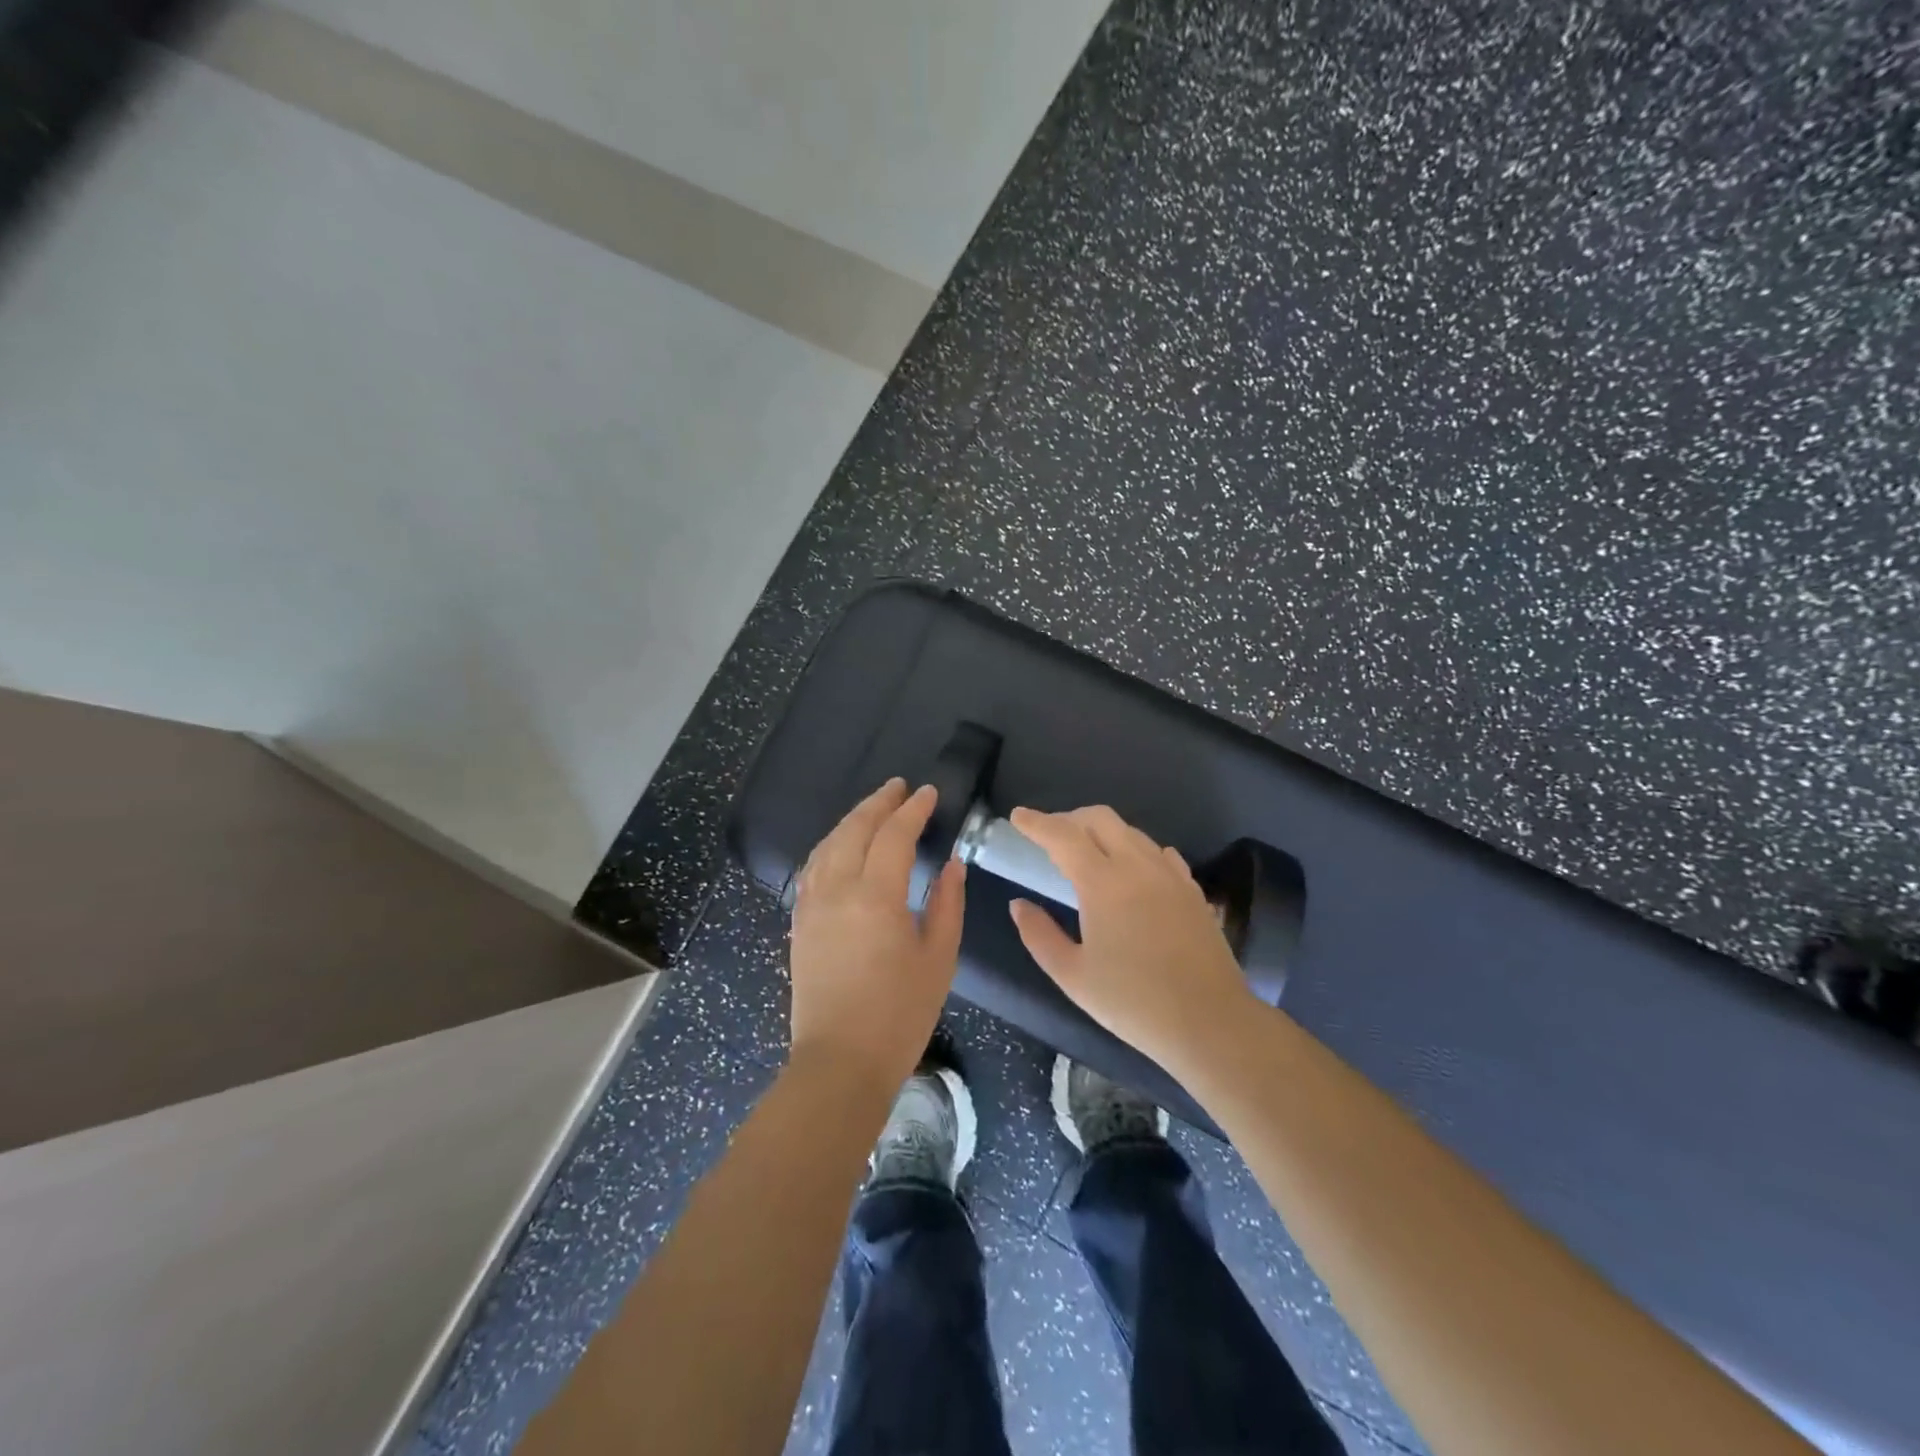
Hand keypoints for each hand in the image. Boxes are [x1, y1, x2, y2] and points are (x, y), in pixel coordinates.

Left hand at [788, 779, 965, 1094]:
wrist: (839, 1062)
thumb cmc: (899, 1014)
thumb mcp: (938, 958)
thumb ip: (947, 903)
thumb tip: (950, 864)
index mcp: (876, 896)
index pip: (894, 835)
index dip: (913, 810)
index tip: (929, 793)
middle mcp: (837, 889)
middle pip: (855, 829)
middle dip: (879, 803)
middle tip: (900, 787)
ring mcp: (812, 905)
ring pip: (828, 844)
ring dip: (852, 819)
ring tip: (873, 808)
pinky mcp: (799, 922)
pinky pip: (812, 867)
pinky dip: (830, 844)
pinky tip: (840, 845)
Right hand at [1007, 805, 1255, 1074]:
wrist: (1210, 1023)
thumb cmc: (1133, 1002)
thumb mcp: (1072, 976)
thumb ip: (1039, 935)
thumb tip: (1019, 905)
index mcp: (1103, 883)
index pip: (1063, 836)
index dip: (1037, 822)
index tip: (1018, 816)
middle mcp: (1138, 866)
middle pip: (1100, 818)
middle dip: (1070, 819)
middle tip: (1049, 835)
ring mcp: (1170, 875)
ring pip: (1132, 832)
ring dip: (1103, 832)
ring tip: (1086, 854)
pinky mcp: (1192, 890)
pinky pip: (1158, 853)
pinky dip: (1135, 850)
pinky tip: (1131, 872)